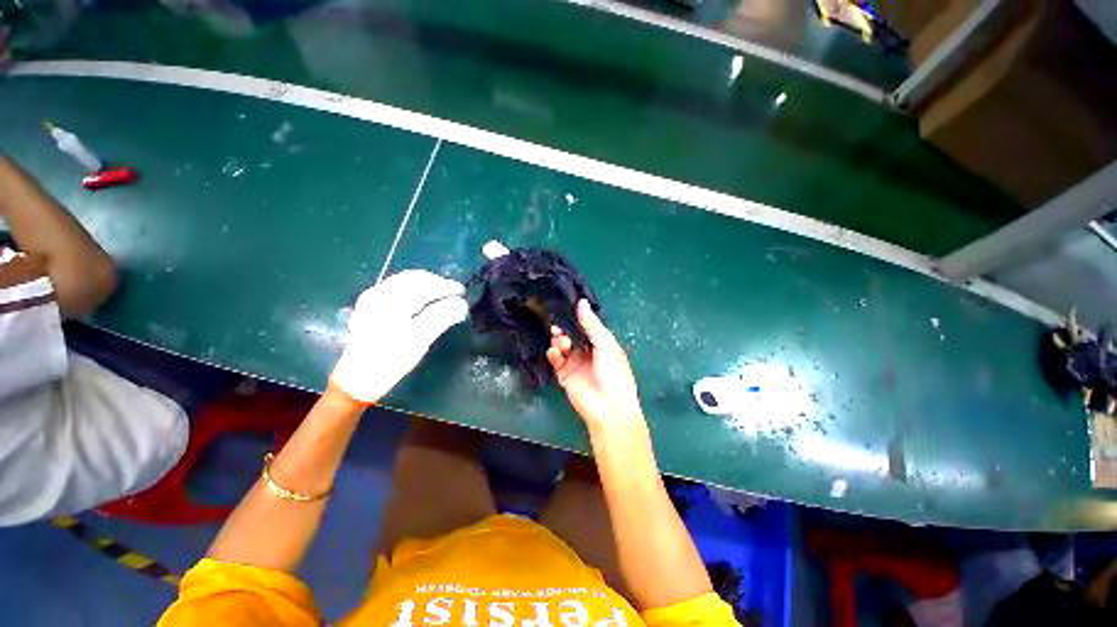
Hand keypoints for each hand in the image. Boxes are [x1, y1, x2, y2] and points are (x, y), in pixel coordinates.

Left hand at [330, 270, 466, 404]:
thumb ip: (441, 318)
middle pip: (415, 279)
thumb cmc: (390, 363)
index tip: (463, 293)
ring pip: (404, 280)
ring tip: (441, 291)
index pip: (427, 287)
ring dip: (426, 282)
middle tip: (455, 291)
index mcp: (393, 304)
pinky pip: (394, 286)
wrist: (355, 381)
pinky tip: (418, 294)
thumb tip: (461, 304)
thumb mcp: (419, 342)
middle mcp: (381, 295)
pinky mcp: (367, 305)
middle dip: (438, 282)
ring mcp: (372, 299)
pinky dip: (411, 285)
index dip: (448, 288)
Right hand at [546, 299, 644, 432]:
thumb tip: (581, 302)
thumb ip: (591, 324)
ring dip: (559, 340)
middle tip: (557, 325)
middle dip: (564, 328)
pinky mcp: (564, 374)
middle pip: (571, 334)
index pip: (585, 326)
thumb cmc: (614, 372)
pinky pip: (555, 359)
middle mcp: (587, 351)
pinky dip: (553, 353)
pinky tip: (555, 352)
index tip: (564, 306)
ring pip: (562, 345)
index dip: (576, 317)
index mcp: (601, 342)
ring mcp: (575, 362)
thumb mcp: (605, 343)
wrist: (608, 407)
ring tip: (562, 343)